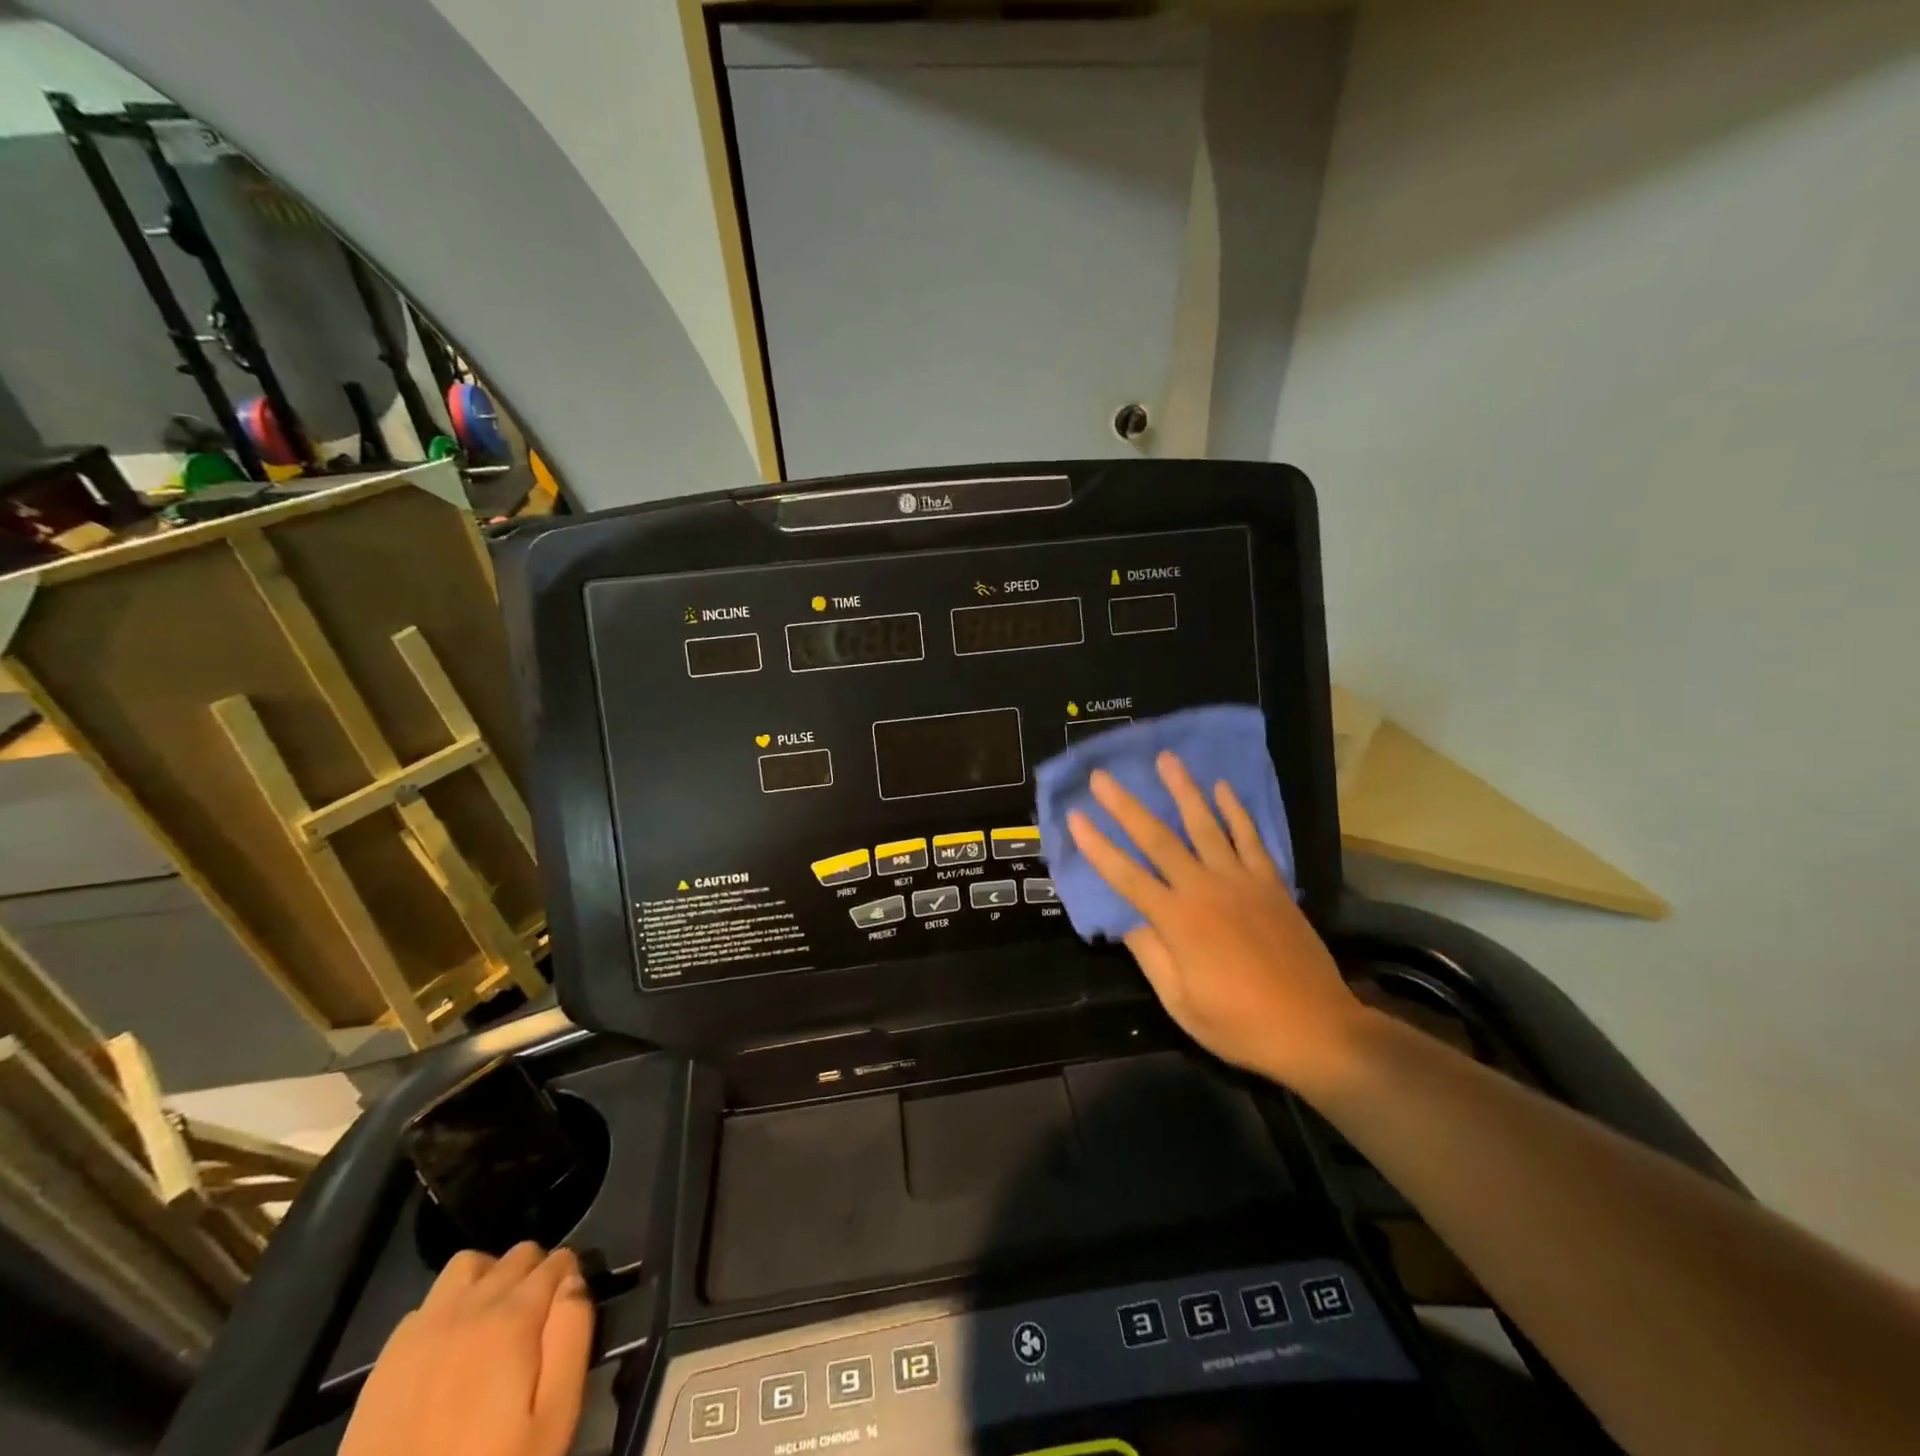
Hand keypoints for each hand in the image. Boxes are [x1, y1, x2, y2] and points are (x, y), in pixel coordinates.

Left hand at [341, 1243, 593, 1455]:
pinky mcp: (387, 1360)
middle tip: (537, 1322)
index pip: (557, 1262)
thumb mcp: (554, 1417)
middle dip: (536, 1274)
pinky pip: (428, 1304)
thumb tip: (573, 1283)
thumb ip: (572, 1337)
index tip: (568, 1313)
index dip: (570, 1279)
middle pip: (517, 1256)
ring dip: (490, 1279)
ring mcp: (422, 1330)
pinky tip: (450, 1349)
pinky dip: (448, 1309)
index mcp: (513, 1317)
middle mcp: (469, 1307)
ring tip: (494, 1321)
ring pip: (469, 1266)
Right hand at [1067, 751, 1366, 1088]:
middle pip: (1158, 839)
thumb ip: (1150, 954)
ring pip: (1206, 826)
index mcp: (1177, 921)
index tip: (1075, 816)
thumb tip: (1126, 919)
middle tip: (1103, 776)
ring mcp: (1242, 882)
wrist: (1316, 1030)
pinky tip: (1223, 788)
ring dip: (1183, 790)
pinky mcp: (1272, 884)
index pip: (1125, 875)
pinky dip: (1236, 812)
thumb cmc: (1240, 1024)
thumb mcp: (1180, 1002)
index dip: (1096, 846)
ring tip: (1166, 759)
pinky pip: (1251, 839)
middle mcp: (1205, 890)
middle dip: (1125, 806)